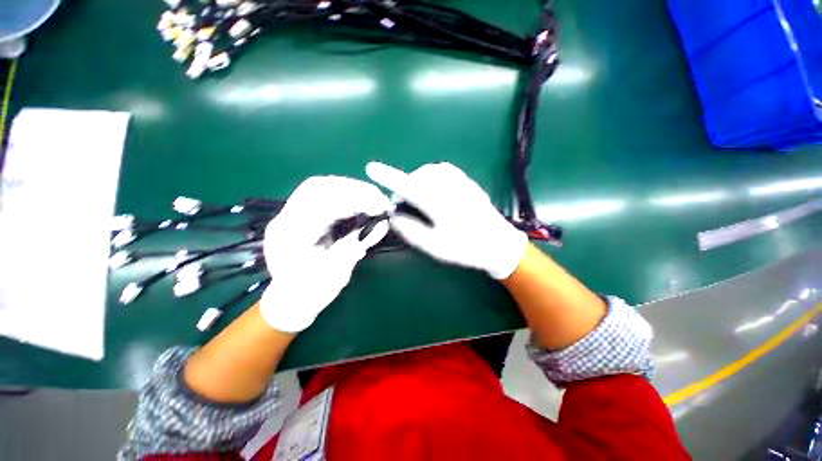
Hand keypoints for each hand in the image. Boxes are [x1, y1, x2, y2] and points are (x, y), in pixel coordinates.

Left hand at [260, 176, 390, 331]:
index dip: (353, 201)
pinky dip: (347, 195)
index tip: (379, 206)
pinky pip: (324, 195)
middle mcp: (285, 220)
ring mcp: (291, 215)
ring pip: (320, 187)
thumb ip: (356, 246)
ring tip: (374, 199)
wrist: (290, 300)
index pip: (320, 206)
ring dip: (351, 190)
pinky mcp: (301, 213)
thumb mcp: (335, 276)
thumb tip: (381, 225)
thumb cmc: (311, 293)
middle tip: (380, 200)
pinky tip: (362, 202)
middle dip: (354, 190)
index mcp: (289, 239)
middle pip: (317, 188)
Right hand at [366, 162, 525, 278]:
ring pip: (429, 171)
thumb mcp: (434, 246)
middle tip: (403, 206)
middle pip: (417, 177)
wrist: (498, 243)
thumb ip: (410, 230)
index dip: (388, 177)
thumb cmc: (465, 248)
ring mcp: (460, 181)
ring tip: (418, 198)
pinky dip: (432, 176)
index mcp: (439, 204)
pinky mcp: (467, 181)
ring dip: (418, 181)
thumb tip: (393, 216)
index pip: (407, 186)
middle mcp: (448, 187)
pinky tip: (434, 189)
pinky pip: (443, 170)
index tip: (371, 168)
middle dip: (405, 187)